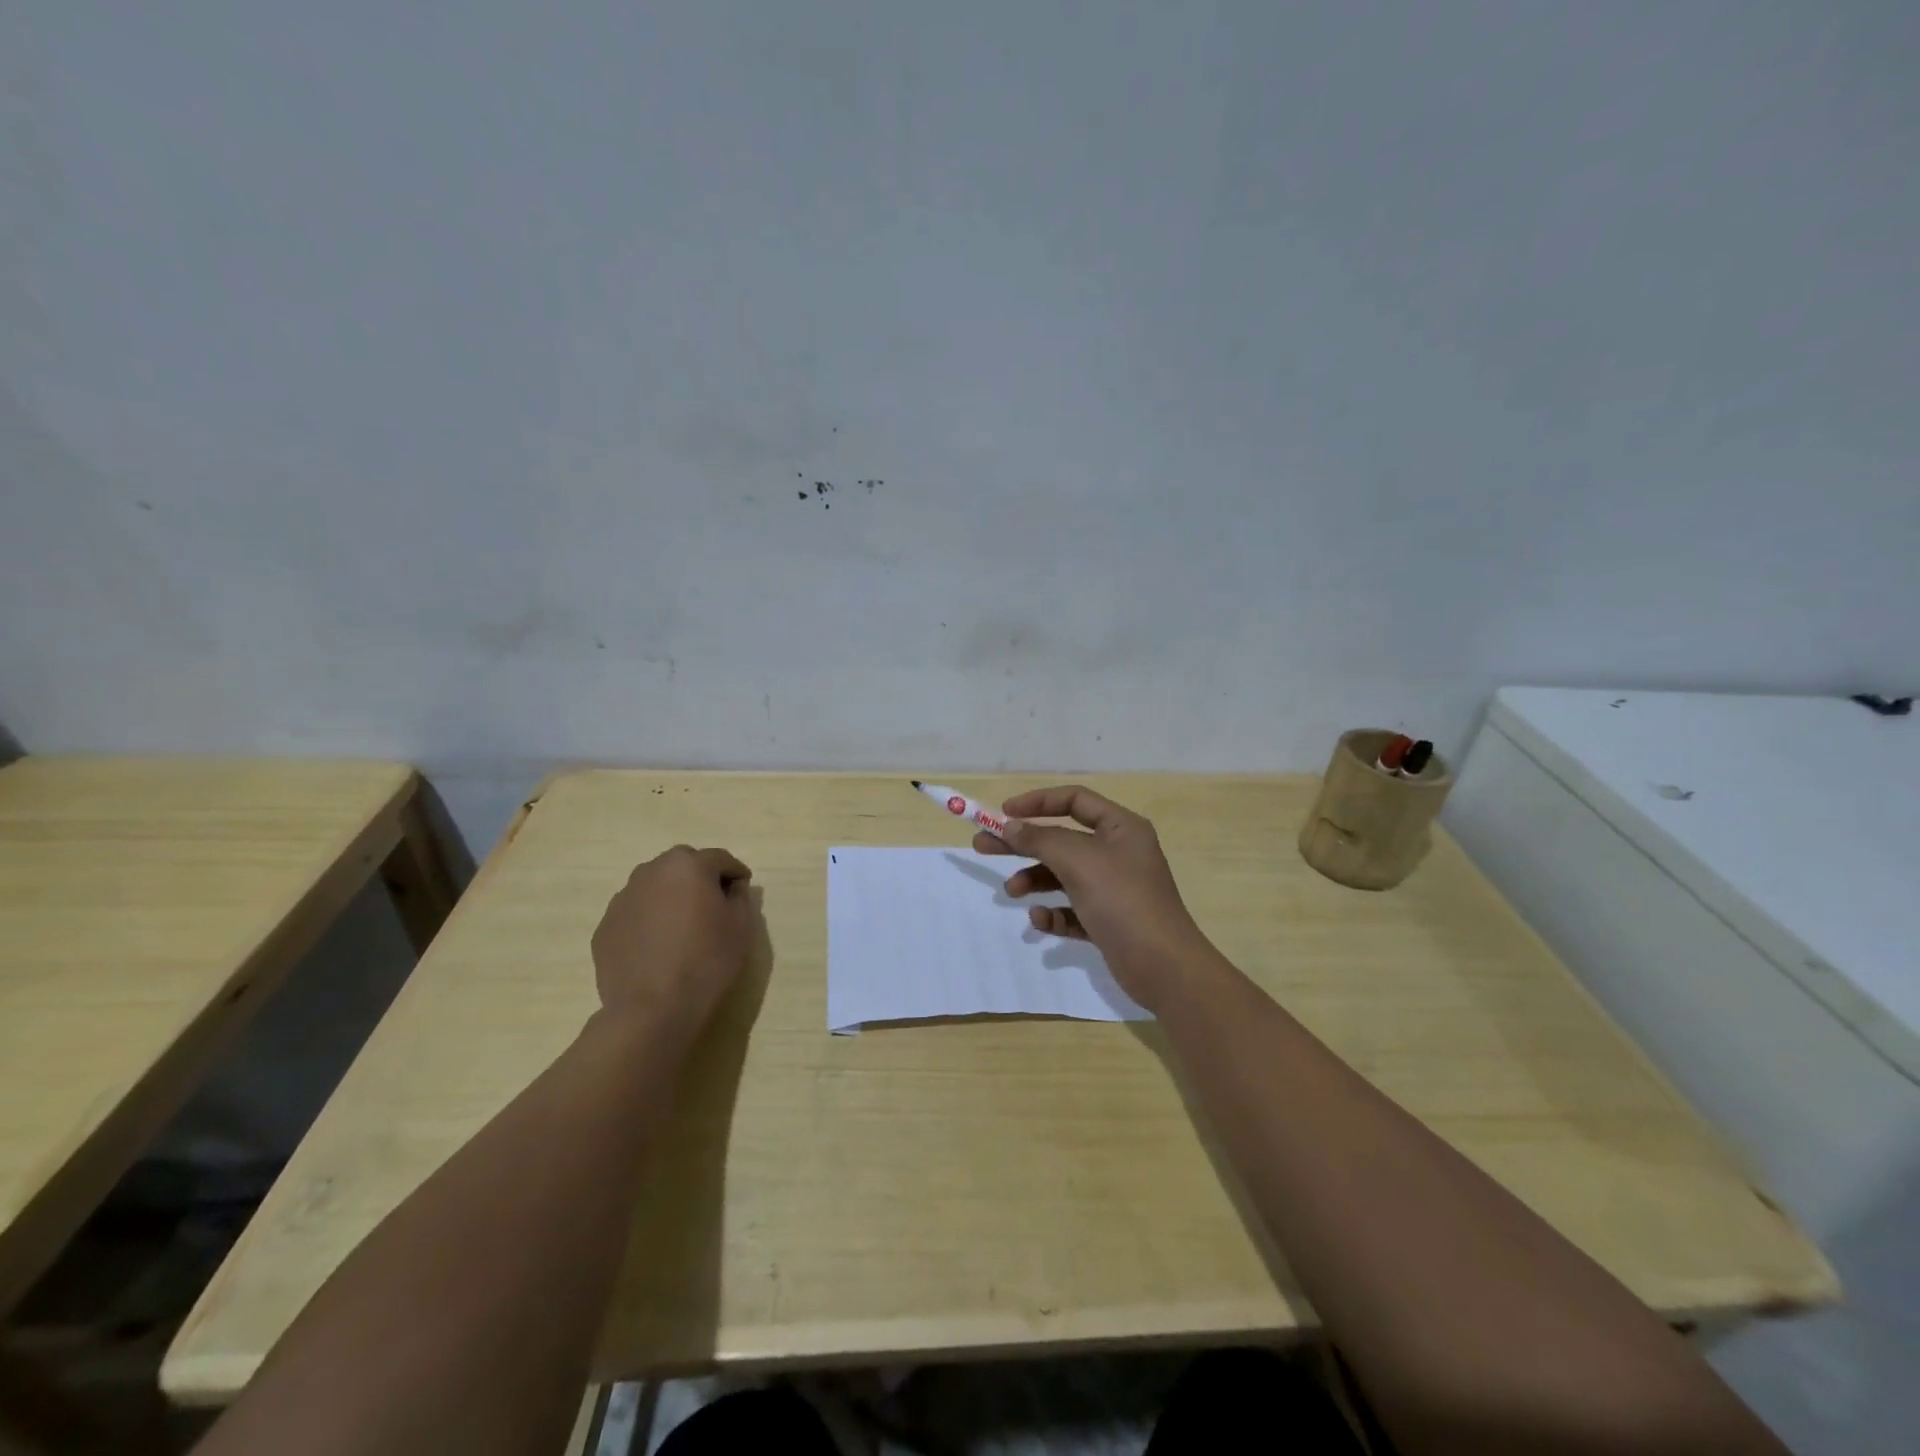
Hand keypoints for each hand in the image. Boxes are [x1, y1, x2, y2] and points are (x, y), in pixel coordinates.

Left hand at [590, 845, 754, 1036]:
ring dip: (671, 895)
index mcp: (688, 866)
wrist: (651, 1009)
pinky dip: (648, 919)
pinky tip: (658, 946)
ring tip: (682, 926)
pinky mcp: (605, 926)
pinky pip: (635, 912)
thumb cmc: (706, 961)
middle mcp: (651, 872)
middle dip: (699, 877)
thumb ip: (740, 897)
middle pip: (682, 865)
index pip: (719, 859)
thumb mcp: (741, 927)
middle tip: (712, 904)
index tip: (743, 889)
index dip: (735, 873)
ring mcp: (623, 898)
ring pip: (654, 886)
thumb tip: (733, 887)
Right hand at [973, 786, 1214, 1011]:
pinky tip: (1041, 920)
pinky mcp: (1108, 921)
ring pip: (1063, 875)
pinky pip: (1072, 909)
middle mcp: (1118, 853)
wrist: (1163, 967)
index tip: (1003, 813)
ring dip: (1034, 879)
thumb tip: (1009, 826)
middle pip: (1061, 838)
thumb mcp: (1077, 860)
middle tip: (983, 846)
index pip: (1074, 801)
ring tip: (1011, 892)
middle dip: (1023, 843)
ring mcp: (1114, 889)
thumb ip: (1040, 839)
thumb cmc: (1122, 900)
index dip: (1037, 802)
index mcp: (1121, 828)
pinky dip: (1053, 912)